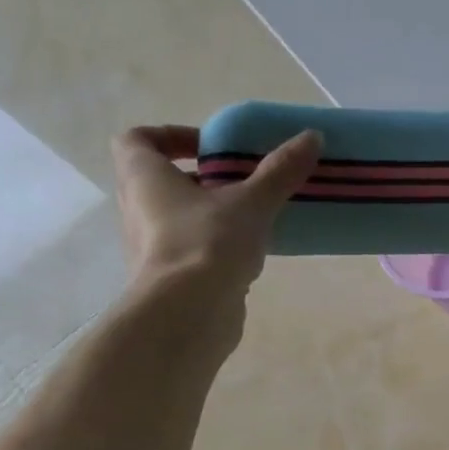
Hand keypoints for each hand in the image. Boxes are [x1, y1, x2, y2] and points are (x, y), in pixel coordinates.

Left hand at [111, 124, 320, 355]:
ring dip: (209, 215)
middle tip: (239, 181)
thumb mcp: (252, 202)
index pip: (136, 140)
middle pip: (160, 181)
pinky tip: (249, 256)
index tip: (210, 147)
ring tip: (252, 219)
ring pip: (177, 219)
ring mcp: (150, 247)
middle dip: (200, 178)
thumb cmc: (208, 242)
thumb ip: (280, 171)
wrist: (189, 313)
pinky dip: (215, 248)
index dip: (170, 136)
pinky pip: (190, 252)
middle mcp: (137, 208)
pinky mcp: (170, 279)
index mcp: (143, 177)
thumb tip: (312, 136)